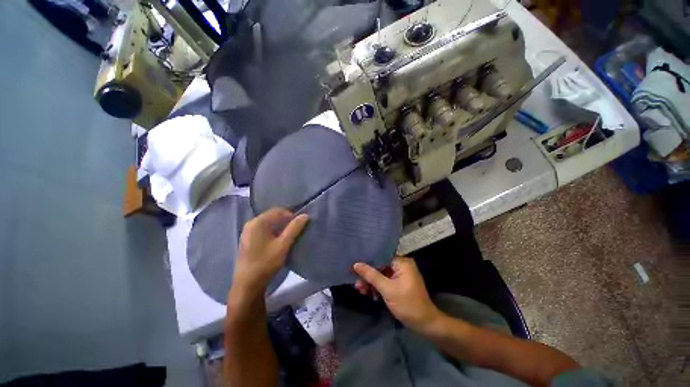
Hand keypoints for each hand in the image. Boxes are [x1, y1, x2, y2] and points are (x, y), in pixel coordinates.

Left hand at [232, 208, 308, 295]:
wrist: (247, 285)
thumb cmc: (266, 263)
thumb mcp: (283, 245)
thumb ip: (294, 229)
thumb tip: (305, 215)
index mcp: (258, 222)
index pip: (278, 211)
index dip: (291, 215)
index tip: (300, 224)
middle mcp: (251, 223)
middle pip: (272, 216)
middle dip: (285, 220)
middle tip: (296, 229)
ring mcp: (247, 232)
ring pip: (268, 223)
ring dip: (280, 226)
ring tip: (289, 235)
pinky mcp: (247, 239)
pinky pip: (263, 229)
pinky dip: (272, 231)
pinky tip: (278, 240)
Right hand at [353, 256, 443, 333]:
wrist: (425, 325)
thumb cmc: (408, 304)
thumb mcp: (387, 289)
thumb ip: (371, 275)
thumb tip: (356, 264)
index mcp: (402, 263)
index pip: (381, 257)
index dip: (368, 261)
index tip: (355, 266)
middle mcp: (402, 266)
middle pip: (380, 266)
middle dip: (368, 276)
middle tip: (357, 283)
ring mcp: (401, 276)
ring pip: (381, 275)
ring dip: (371, 283)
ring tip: (361, 290)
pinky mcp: (399, 285)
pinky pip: (385, 282)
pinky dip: (378, 288)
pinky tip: (371, 295)